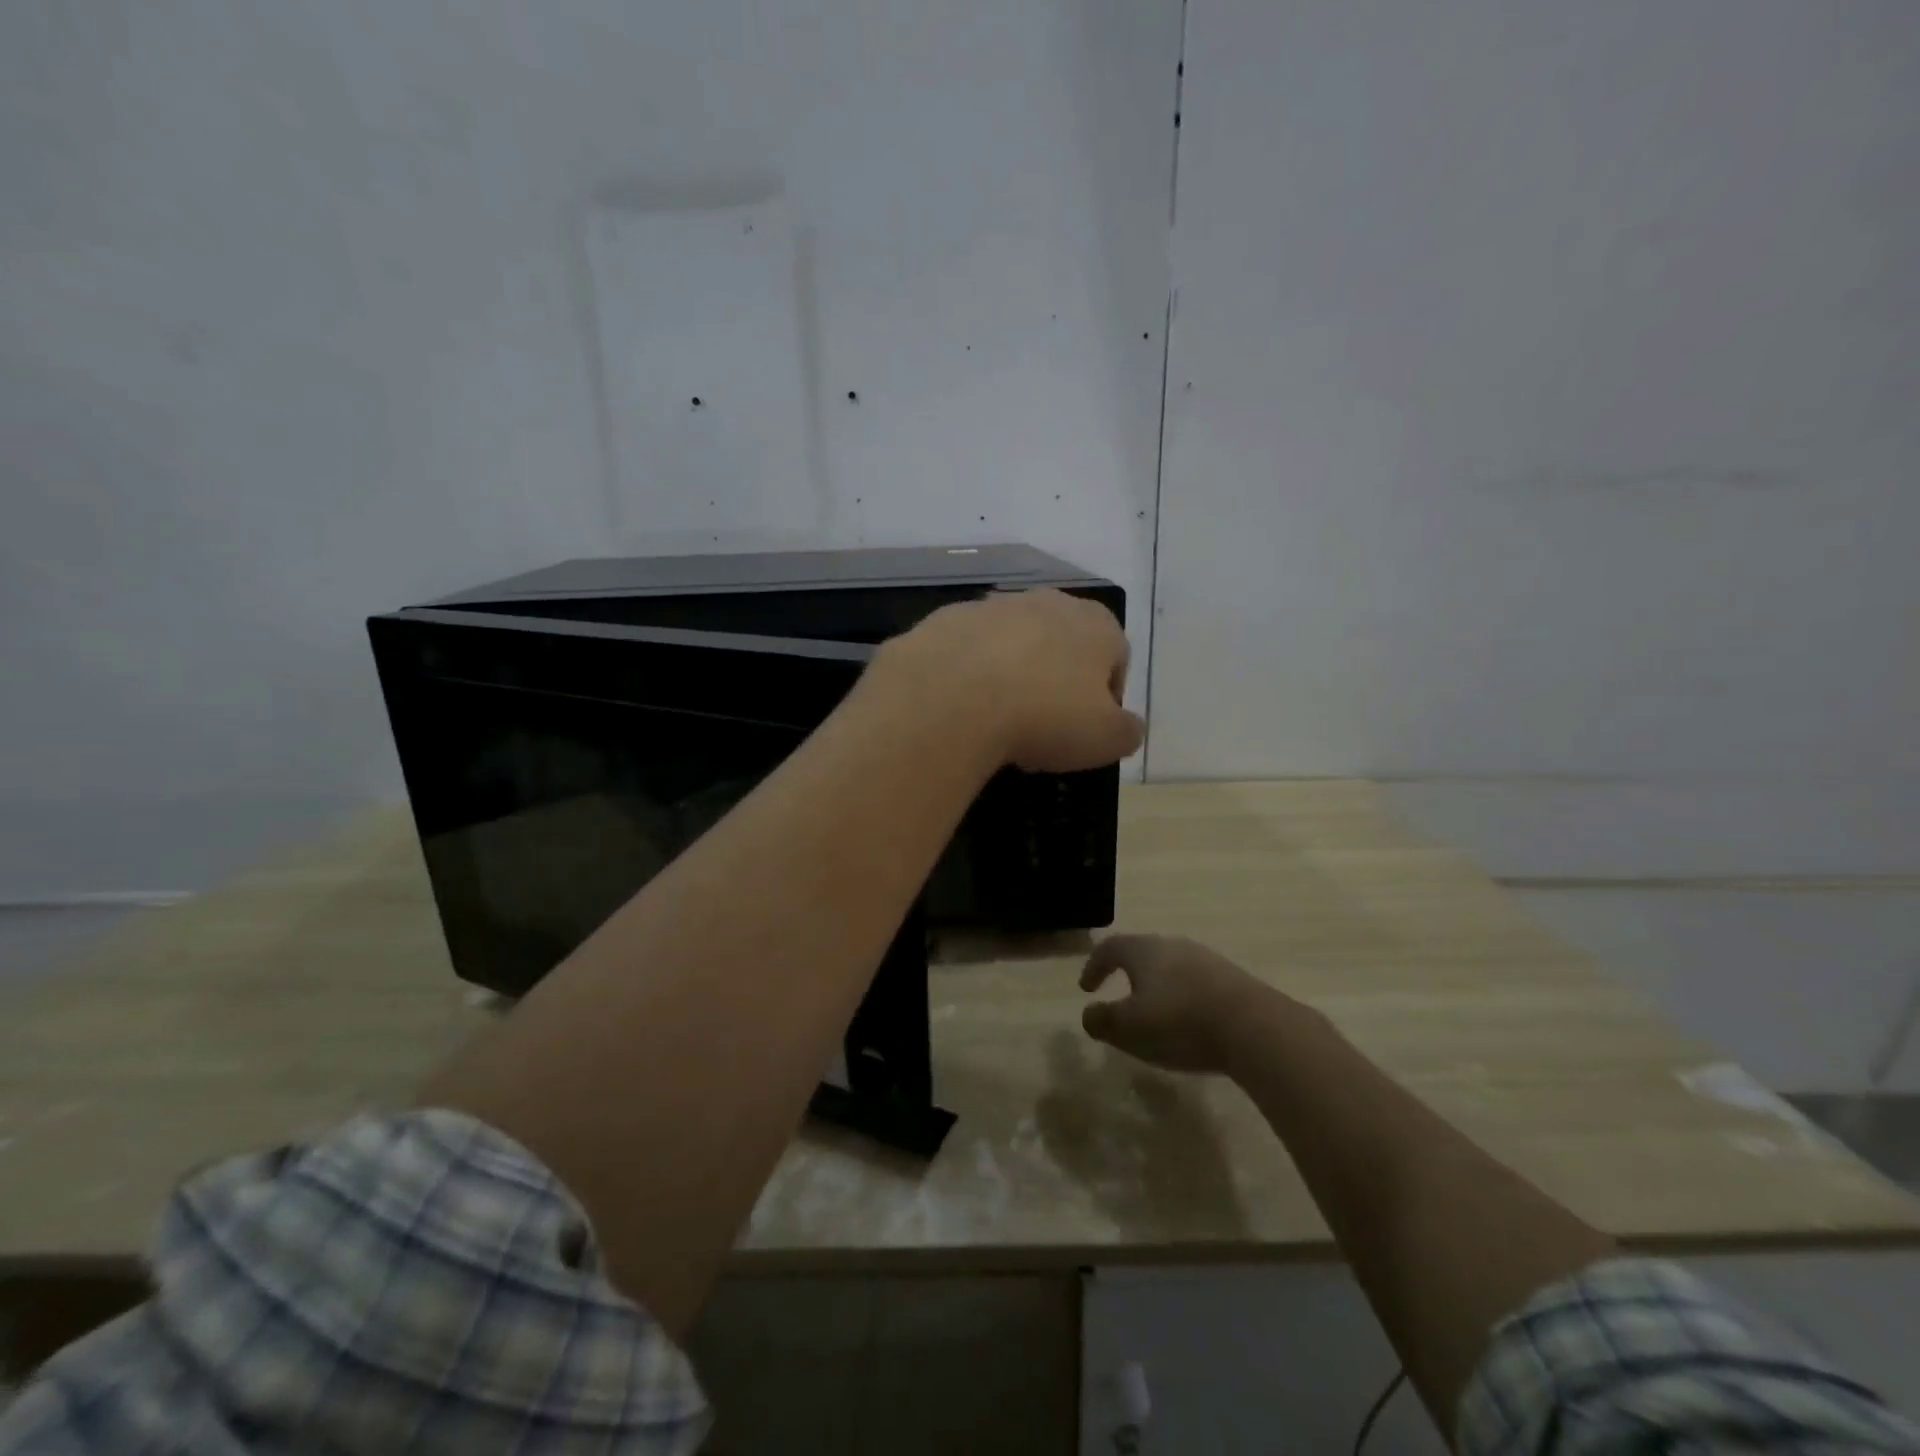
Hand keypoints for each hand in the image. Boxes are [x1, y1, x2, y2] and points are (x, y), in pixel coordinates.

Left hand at [882, 589, 1143, 772]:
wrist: (953, 697)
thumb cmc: (1045, 716)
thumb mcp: (1107, 739)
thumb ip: (1127, 730)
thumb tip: (1128, 726)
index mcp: (1097, 624)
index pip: (1115, 659)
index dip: (1105, 699)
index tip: (1084, 732)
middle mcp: (1048, 602)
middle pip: (1062, 646)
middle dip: (1056, 682)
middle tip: (1042, 727)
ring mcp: (993, 606)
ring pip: (1013, 645)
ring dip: (1011, 675)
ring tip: (996, 720)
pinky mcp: (947, 619)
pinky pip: (968, 651)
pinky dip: (968, 674)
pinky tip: (961, 707)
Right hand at [1078, 934, 1274, 1073]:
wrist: (1254, 1027)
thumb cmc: (1179, 1023)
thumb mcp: (1128, 1029)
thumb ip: (1102, 1020)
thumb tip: (1089, 1014)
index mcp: (1143, 950)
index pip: (1110, 948)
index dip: (1094, 966)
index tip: (1087, 988)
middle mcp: (1174, 945)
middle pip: (1143, 952)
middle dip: (1128, 972)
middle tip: (1120, 994)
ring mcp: (1207, 959)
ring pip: (1172, 966)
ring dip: (1158, 985)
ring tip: (1155, 1012)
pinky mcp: (1233, 979)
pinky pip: (1197, 982)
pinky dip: (1184, 997)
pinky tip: (1189, 1021)